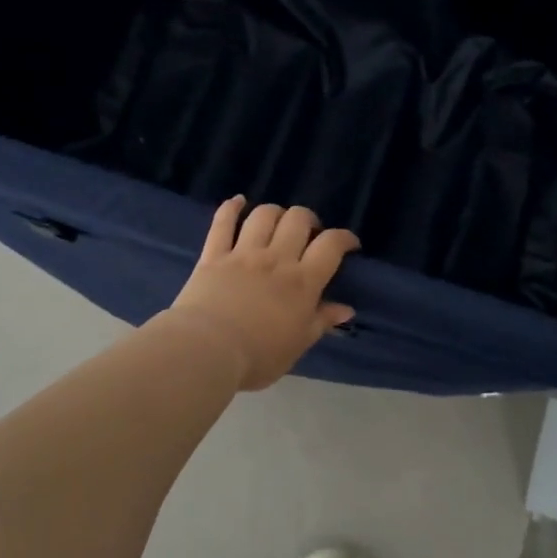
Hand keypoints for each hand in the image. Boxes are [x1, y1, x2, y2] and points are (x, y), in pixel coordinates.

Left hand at [161, 197, 359, 391]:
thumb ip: (321, 322)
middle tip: (309, 235)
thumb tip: (346, 309)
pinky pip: (223, 222)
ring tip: (278, 223)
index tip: (349, 244)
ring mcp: (243, 253)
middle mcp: (276, 259)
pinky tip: (238, 201)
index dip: (344, 238)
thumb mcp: (298, 345)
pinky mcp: (213, 255)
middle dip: (309, 220)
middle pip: (298, 220)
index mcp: (302, 282)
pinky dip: (231, 207)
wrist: (207, 350)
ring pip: (264, 215)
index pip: (331, 246)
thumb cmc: (258, 356)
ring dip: (276, 213)